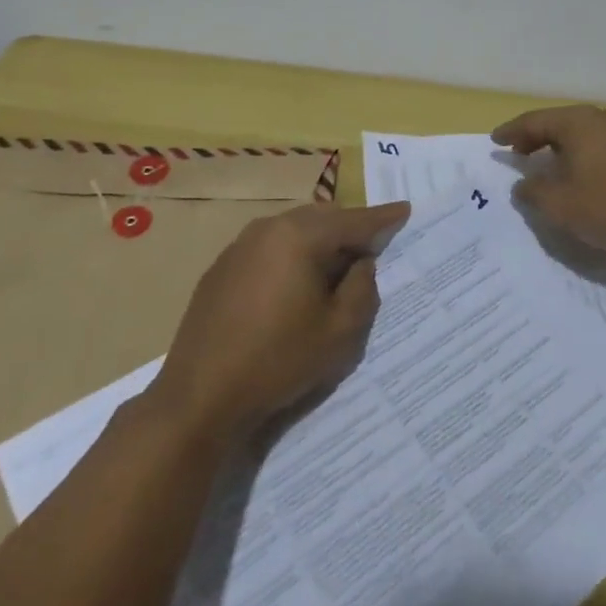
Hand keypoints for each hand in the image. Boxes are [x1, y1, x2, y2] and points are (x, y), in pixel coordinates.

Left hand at [152, 201, 410, 442]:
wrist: (200, 396)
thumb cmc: (279, 360)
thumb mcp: (340, 331)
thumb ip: (362, 287)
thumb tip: (361, 262)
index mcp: (300, 236)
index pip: (354, 221)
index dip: (383, 218)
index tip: (405, 210)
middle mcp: (268, 228)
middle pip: (322, 218)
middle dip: (350, 229)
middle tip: (374, 248)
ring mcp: (239, 246)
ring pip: (294, 230)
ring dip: (320, 242)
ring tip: (337, 268)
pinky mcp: (221, 268)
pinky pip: (269, 248)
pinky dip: (292, 255)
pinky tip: (296, 285)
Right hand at [491, 105, 605, 254]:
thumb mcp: (562, 205)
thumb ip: (534, 192)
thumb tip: (522, 184)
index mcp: (578, 122)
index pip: (535, 121)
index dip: (512, 132)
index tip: (495, 141)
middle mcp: (602, 118)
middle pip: (560, 123)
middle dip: (536, 138)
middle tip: (517, 153)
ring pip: (583, 133)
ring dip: (561, 147)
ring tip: (547, 165)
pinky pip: (601, 144)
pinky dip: (583, 154)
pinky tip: (582, 173)